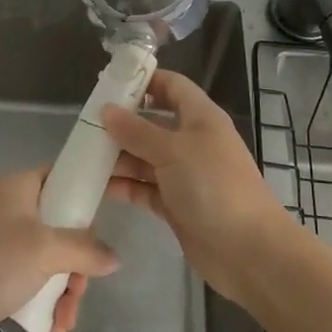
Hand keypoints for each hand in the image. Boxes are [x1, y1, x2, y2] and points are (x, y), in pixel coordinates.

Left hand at [0, 166, 122, 331]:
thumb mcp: (46, 251)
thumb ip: (86, 250)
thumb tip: (114, 259)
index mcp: (18, 186)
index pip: (61, 176)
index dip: (85, 194)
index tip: (105, 221)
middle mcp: (9, 208)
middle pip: (61, 225)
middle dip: (77, 263)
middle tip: (80, 289)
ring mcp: (0, 243)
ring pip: (50, 257)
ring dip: (64, 289)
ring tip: (65, 321)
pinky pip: (32, 279)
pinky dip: (46, 300)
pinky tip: (53, 329)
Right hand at [103, 69, 296, 305]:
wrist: (248, 250)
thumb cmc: (213, 186)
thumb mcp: (173, 150)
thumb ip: (137, 131)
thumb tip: (107, 110)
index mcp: (200, 117)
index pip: (171, 86)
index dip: (144, 81)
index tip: (109, 83)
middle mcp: (192, 141)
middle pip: (152, 123)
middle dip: (121, 123)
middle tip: (85, 125)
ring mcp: (184, 175)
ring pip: (145, 157)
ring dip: (118, 156)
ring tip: (83, 157)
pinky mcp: (176, 205)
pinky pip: (145, 187)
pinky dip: (125, 185)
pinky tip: (98, 186)